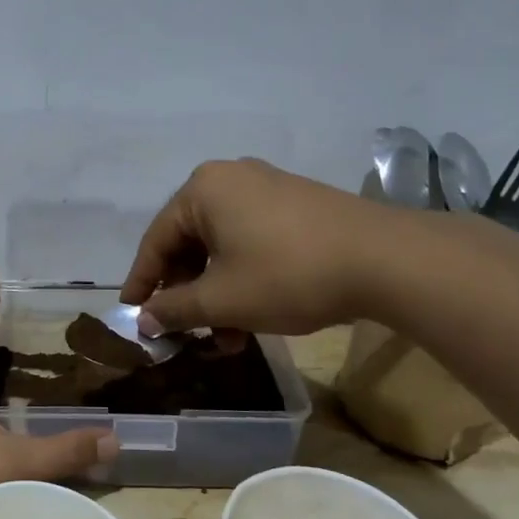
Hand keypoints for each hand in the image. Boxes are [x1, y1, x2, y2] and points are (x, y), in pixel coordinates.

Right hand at [120, 158, 409, 335]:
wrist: (386, 261)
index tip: (131, 315)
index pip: (156, 241)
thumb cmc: (287, 274)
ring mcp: (267, 189)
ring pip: (222, 248)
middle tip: (185, 333)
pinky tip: (253, 316)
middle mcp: (231, 179)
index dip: (141, 282)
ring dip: (216, 295)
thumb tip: (143, 320)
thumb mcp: (221, 299)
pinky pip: (251, 242)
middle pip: (189, 243)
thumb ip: (174, 309)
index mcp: (203, 190)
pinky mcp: (296, 205)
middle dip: (187, 295)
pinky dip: (242, 279)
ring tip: (227, 339)